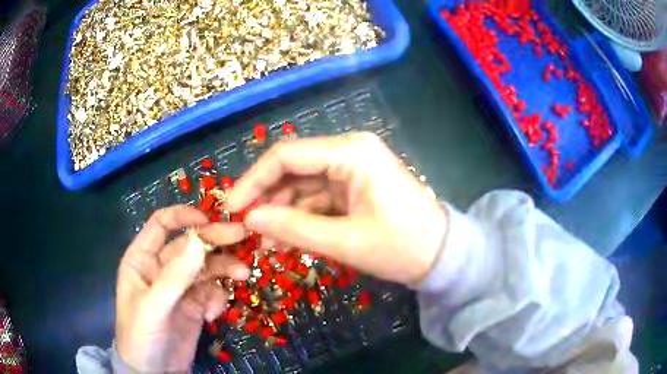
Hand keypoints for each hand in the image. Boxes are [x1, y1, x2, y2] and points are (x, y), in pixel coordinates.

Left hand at [115, 205, 248, 371]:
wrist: (155, 373)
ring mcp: (180, 288)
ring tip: (243, 274)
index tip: (210, 219)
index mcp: (142, 259)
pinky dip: (218, 298)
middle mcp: (161, 268)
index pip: (161, 225)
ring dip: (224, 268)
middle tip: (243, 236)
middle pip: (190, 244)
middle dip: (215, 240)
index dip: (184, 216)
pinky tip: (213, 314)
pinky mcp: (195, 306)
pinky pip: (212, 292)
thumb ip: (176, 276)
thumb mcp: (154, 306)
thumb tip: (200, 240)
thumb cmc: (141, 335)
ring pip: (205, 267)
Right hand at [227, 132, 446, 286]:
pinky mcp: (355, 187)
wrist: (442, 256)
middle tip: (247, 229)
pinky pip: (318, 198)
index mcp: (351, 152)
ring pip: (303, 185)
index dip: (253, 181)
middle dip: (267, 198)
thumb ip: (294, 228)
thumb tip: (251, 219)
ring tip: (265, 241)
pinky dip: (301, 216)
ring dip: (282, 211)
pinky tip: (287, 238)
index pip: (286, 156)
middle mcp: (349, 151)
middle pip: (293, 168)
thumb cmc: (402, 247)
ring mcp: (352, 169)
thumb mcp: (345, 241)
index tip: (232, 207)